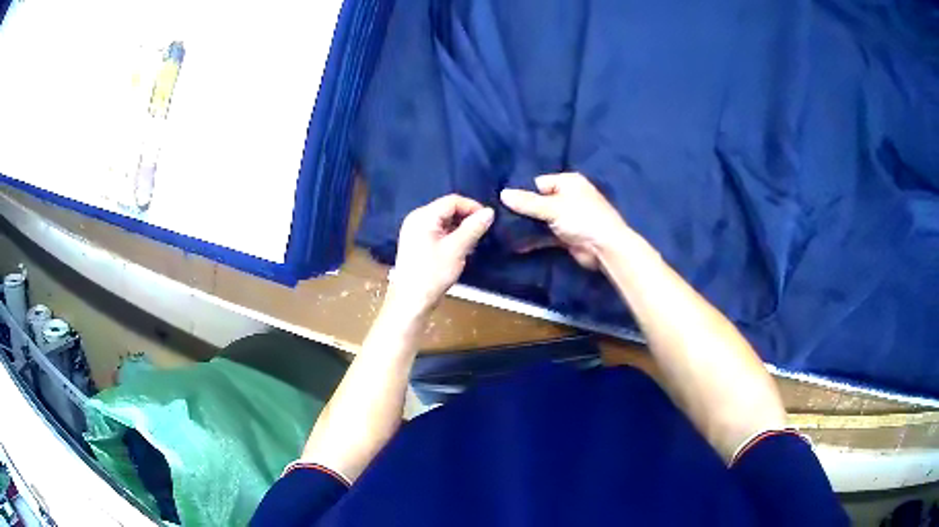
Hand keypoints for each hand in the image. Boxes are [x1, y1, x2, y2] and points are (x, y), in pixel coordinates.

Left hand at [388, 194, 493, 317]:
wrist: (411, 301)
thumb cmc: (432, 274)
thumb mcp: (457, 249)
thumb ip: (473, 228)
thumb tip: (490, 212)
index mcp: (423, 216)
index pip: (452, 201)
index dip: (473, 207)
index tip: (488, 219)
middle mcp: (416, 219)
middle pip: (447, 210)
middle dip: (466, 218)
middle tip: (482, 232)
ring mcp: (415, 231)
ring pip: (444, 221)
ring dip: (460, 229)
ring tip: (474, 242)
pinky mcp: (417, 243)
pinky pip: (438, 231)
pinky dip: (451, 236)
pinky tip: (461, 249)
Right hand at [500, 173, 628, 269]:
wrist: (605, 248)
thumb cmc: (582, 218)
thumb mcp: (552, 207)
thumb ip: (527, 202)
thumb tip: (502, 194)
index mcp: (568, 182)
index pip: (538, 183)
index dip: (522, 192)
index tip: (503, 202)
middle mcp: (568, 197)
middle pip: (539, 201)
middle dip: (522, 210)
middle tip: (499, 218)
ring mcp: (567, 217)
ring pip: (541, 219)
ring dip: (527, 226)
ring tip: (503, 231)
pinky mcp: (566, 236)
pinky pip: (546, 235)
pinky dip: (534, 239)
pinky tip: (516, 244)